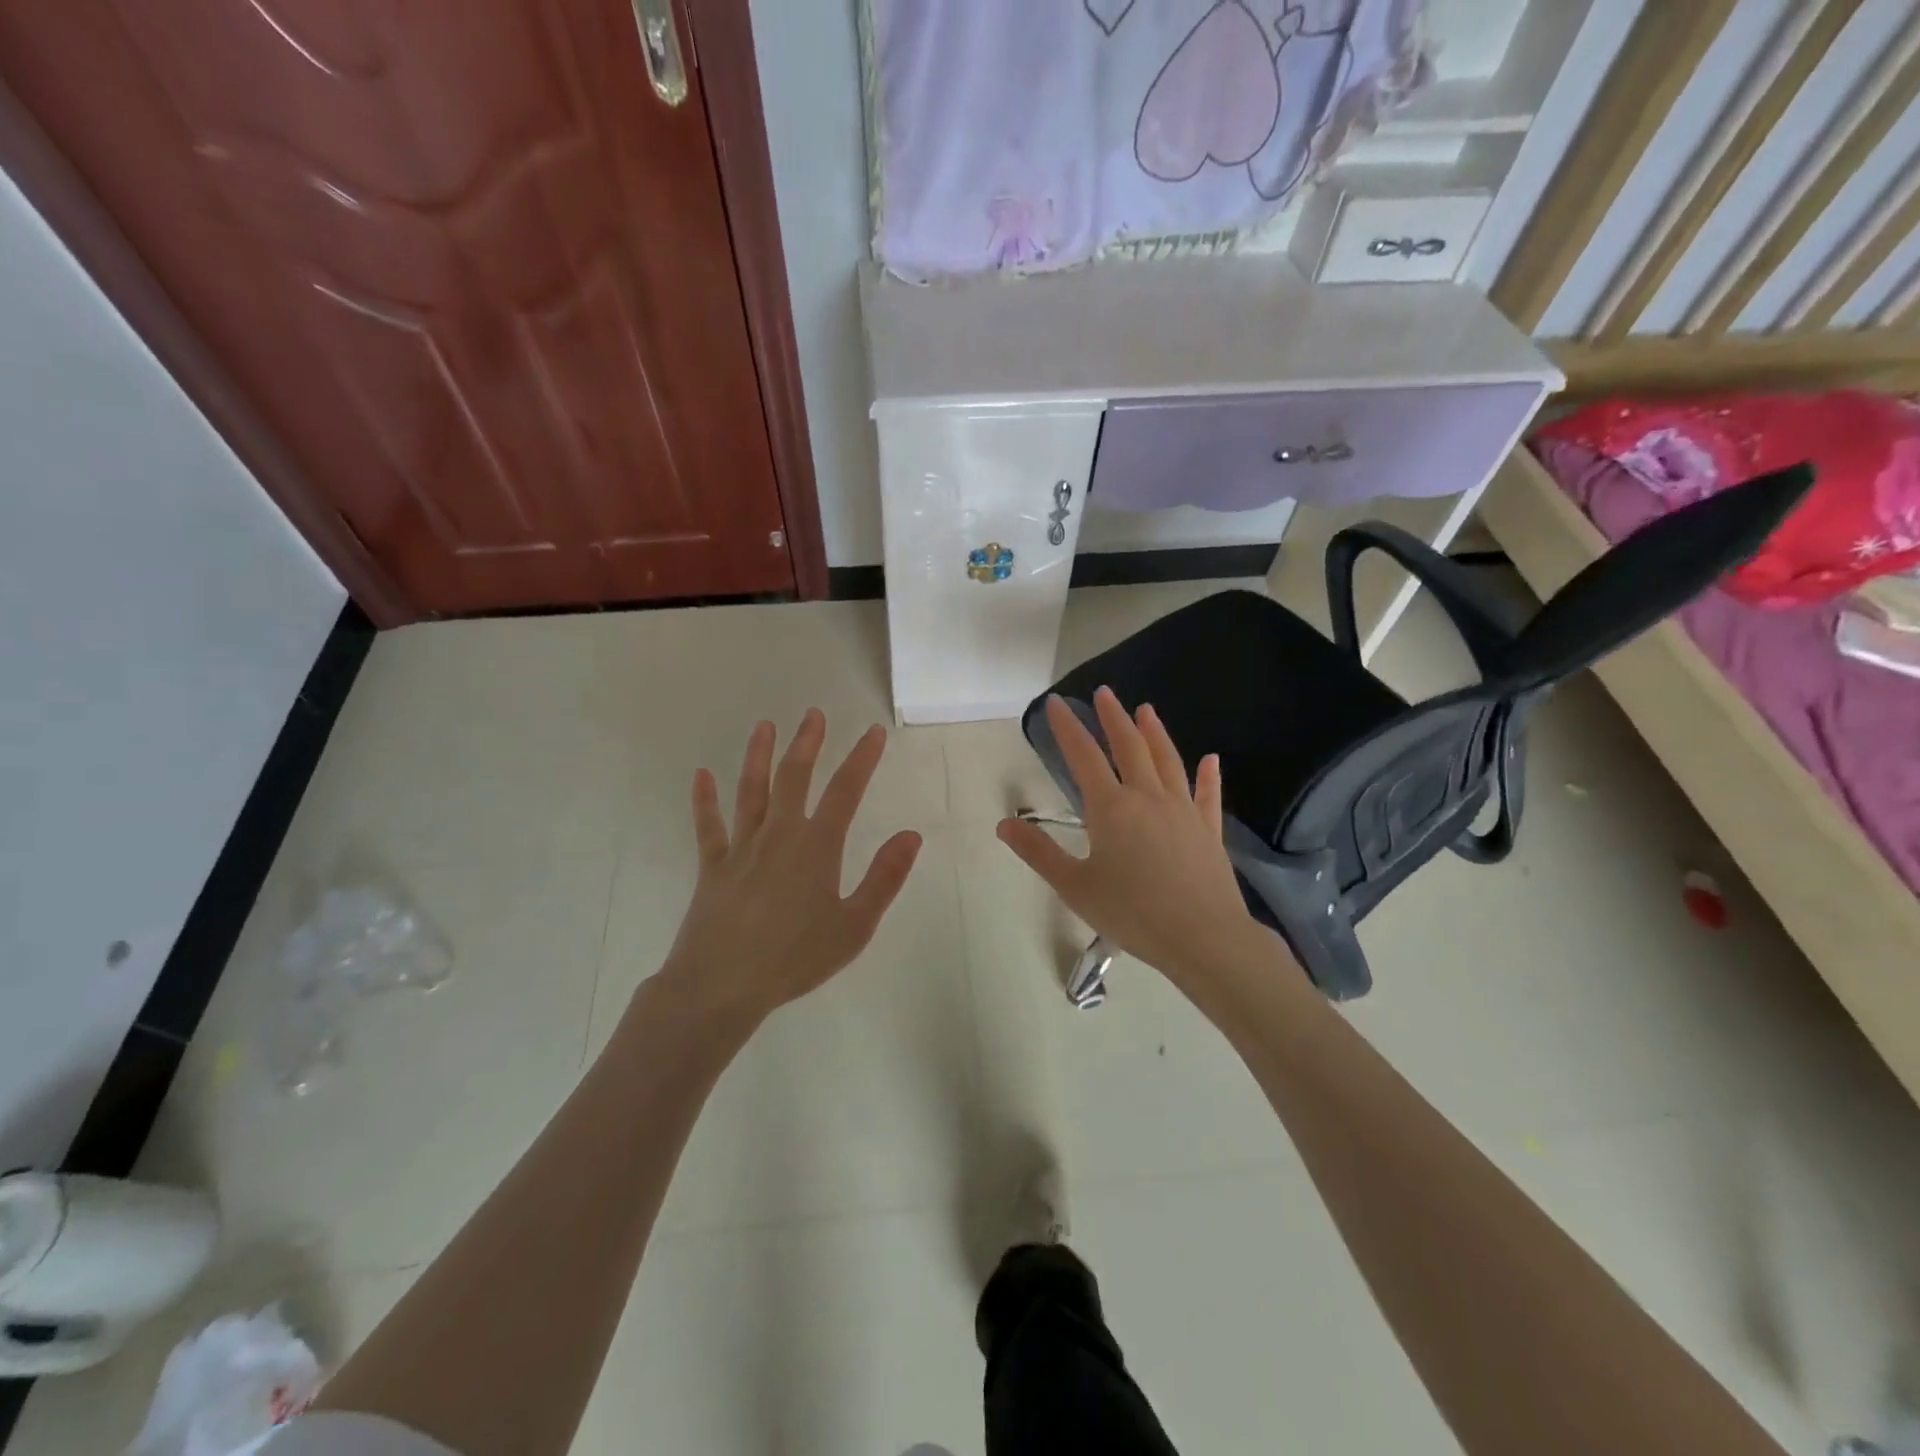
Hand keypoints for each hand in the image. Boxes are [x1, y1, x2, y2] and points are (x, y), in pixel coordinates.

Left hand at [659, 709, 921, 1022]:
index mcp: (816, 847)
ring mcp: (741, 848)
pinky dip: (704, 800)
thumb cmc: (795, 959)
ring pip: (750, 791)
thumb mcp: (854, 926)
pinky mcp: (712, 867)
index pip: (845, 791)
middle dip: (807, 743)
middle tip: (813, 715)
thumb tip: (911, 835)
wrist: (721, 985)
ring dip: (758, 756)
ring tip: (765, 727)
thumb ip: (884, 878)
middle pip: (794, 777)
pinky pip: (708, 826)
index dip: (861, 759)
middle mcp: (779, 835)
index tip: (872, 733)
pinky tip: (701, 775)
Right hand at [997, 688, 1270, 989]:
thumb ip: (1039, 853)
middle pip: (1129, 747)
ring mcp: (1183, 811)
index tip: (1056, 703)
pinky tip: (1211, 759)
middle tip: (1105, 693)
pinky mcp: (1208, 830)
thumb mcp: (1074, 887)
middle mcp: (1148, 798)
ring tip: (1146, 710)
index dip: (1068, 727)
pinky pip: (1208, 795)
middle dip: (1114, 717)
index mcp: (1111, 808)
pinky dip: (1208, 775)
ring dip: (1155, 732)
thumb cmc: (1132, 913)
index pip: (1084, 756)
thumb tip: (1004, 825)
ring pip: (1167, 761)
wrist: (1203, 937)